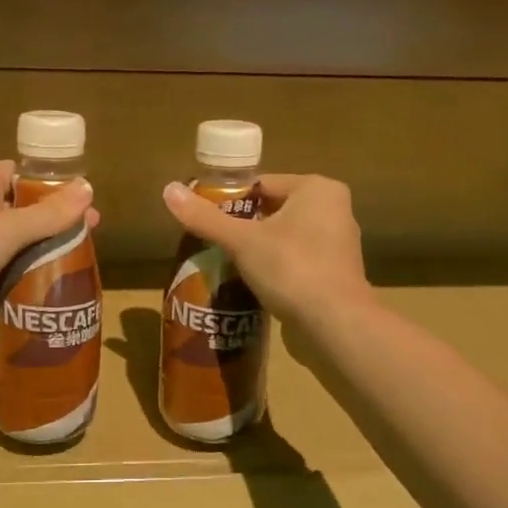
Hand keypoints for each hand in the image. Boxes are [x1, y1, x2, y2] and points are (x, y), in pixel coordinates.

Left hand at [0, 161, 96, 357]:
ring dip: (44, 251)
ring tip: (83, 260)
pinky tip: (55, 284)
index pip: (22, 174)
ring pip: (17, 243)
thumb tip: (89, 189)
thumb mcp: (6, 229)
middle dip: (55, 222)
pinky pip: (7, 269)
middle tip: (92, 234)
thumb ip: (49, 213)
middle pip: (24, 210)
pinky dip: (28, 274)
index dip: (55, 185)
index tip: (87, 201)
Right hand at [162, 173, 370, 325]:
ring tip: (229, 264)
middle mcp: (335, 208)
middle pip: (274, 209)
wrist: (335, 323)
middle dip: (245, 226)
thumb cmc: (291, 269)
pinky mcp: (337, 272)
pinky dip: (278, 266)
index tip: (207, 220)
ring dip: (261, 248)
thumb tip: (167, 190)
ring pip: (286, 236)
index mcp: (317, 189)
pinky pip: (298, 259)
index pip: (262, 184)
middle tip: (214, 244)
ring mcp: (339, 242)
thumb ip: (205, 217)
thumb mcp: (242, 241)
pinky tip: (256, 282)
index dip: (231, 201)